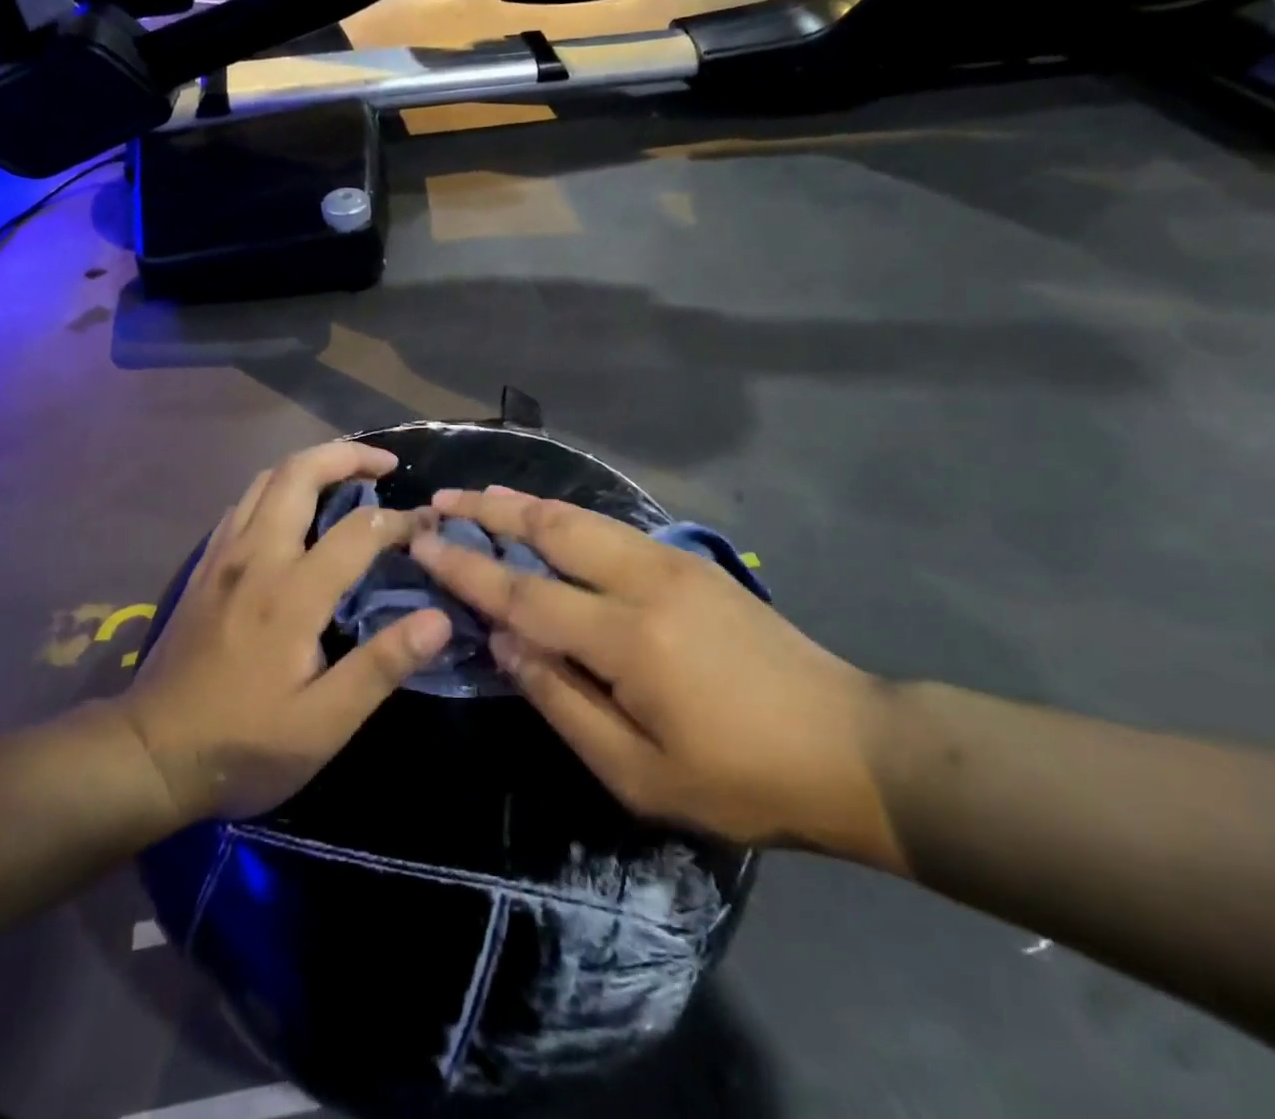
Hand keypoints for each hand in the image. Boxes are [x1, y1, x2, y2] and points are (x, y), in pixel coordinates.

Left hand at [121, 441, 451, 827]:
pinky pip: (245, 502)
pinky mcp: (205, 567)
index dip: (401, 521)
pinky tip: (295, 511)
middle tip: (385, 464)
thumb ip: (381, 666)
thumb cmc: (244, 744)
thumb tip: (438, 619)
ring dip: (311, 465)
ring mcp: (223, 557)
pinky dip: (278, 487)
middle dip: (347, 455)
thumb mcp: (323, 724)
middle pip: (299, 473)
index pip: (359, 530)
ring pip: (266, 479)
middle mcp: (256, 558)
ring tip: (347, 476)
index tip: (428, 527)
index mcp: (291, 594)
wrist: (147, 756)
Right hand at [411, 489, 903, 870]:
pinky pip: (612, 528)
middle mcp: (645, 580)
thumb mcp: (638, 772)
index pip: (524, 592)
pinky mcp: (693, 562)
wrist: (852, 745)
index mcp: (627, 637)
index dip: (466, 569)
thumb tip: (503, 639)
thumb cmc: (741, 778)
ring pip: (583, 518)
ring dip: (527, 505)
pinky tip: (548, 522)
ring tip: (482, 496)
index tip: (422, 543)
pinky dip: (567, 518)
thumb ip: (561, 700)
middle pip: (552, 528)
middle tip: (443, 498)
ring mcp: (673, 562)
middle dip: (490, 510)